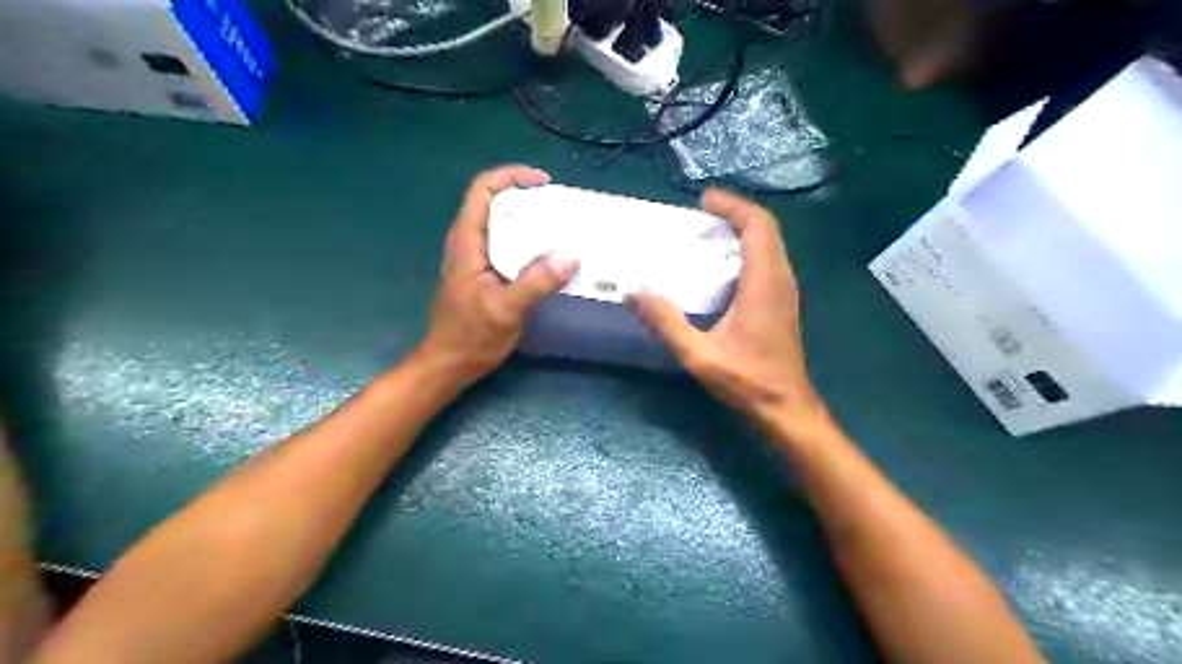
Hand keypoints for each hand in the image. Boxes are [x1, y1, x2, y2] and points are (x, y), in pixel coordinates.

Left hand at [417, 164, 580, 385]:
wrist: (449, 364)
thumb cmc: (471, 336)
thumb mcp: (506, 310)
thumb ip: (536, 283)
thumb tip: (570, 257)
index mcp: (467, 241)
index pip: (483, 190)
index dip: (511, 176)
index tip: (543, 183)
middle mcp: (468, 242)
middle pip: (494, 201)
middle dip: (526, 196)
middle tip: (560, 207)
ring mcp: (475, 258)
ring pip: (501, 223)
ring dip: (529, 219)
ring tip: (560, 226)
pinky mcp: (484, 273)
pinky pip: (507, 244)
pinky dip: (528, 241)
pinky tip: (548, 255)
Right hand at [631, 188, 822, 429]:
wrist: (786, 407)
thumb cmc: (746, 381)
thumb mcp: (699, 354)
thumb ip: (666, 322)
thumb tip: (633, 292)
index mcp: (764, 283)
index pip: (758, 226)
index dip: (733, 206)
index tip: (704, 200)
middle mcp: (781, 279)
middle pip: (766, 229)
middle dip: (736, 213)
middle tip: (703, 212)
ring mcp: (786, 291)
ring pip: (771, 244)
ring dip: (744, 230)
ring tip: (711, 231)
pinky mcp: (784, 302)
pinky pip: (770, 260)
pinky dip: (749, 248)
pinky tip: (724, 264)